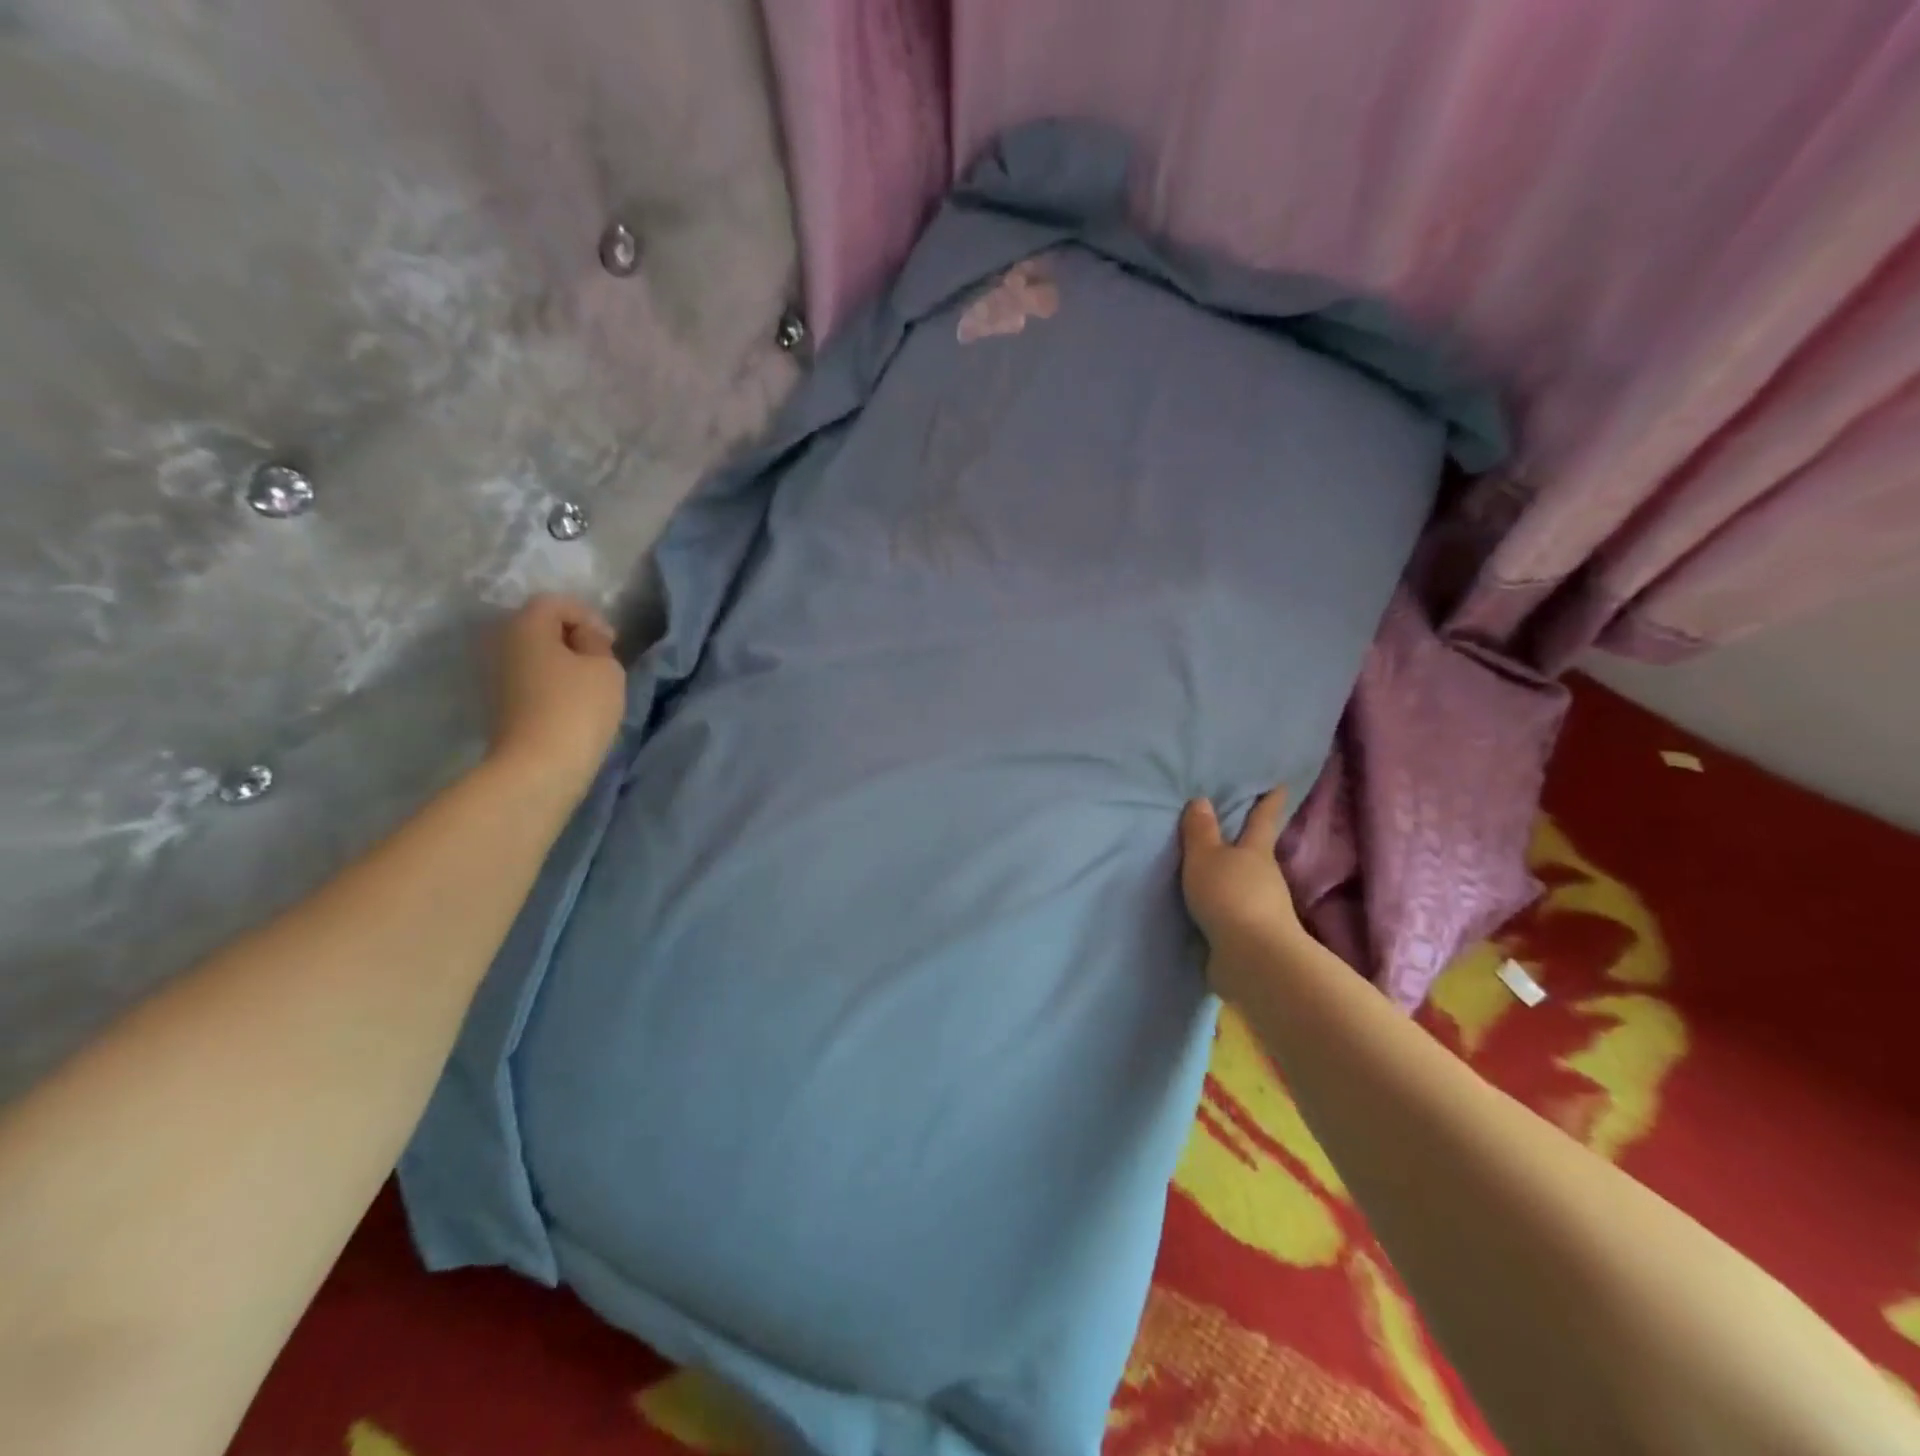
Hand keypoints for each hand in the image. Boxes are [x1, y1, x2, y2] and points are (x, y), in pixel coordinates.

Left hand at [486, 594, 627, 803]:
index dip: (588, 615)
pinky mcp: (502, 703)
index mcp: (526, 626)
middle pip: (540, 626)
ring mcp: (497, 675)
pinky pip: (531, 678)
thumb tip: (584, 640)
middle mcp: (502, 644)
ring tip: (591, 683)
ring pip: (535, 654)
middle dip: (573, 637)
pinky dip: (553, 682)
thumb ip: (596, 643)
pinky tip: (573, 702)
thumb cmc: (577, 707)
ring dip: (563, 662)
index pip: (556, 602)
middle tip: (602, 659)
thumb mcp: (605, 667)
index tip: (612, 642)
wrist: (539, 766)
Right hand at [1179, 789, 1307, 983]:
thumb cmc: (1230, 895)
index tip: (1280, 784)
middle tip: (1230, 827)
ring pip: (1247, 883)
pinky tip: (1208, 908)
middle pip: (1256, 852)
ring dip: (1232, 877)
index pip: (1263, 818)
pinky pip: (1235, 911)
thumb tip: (1202, 799)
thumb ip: (1200, 831)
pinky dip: (1225, 906)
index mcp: (1256, 851)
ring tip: (1209, 870)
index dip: (1269, 800)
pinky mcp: (1253, 935)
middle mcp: (1265, 876)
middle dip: (1245, 841)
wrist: (1253, 958)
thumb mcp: (1205, 857)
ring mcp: (1263, 908)